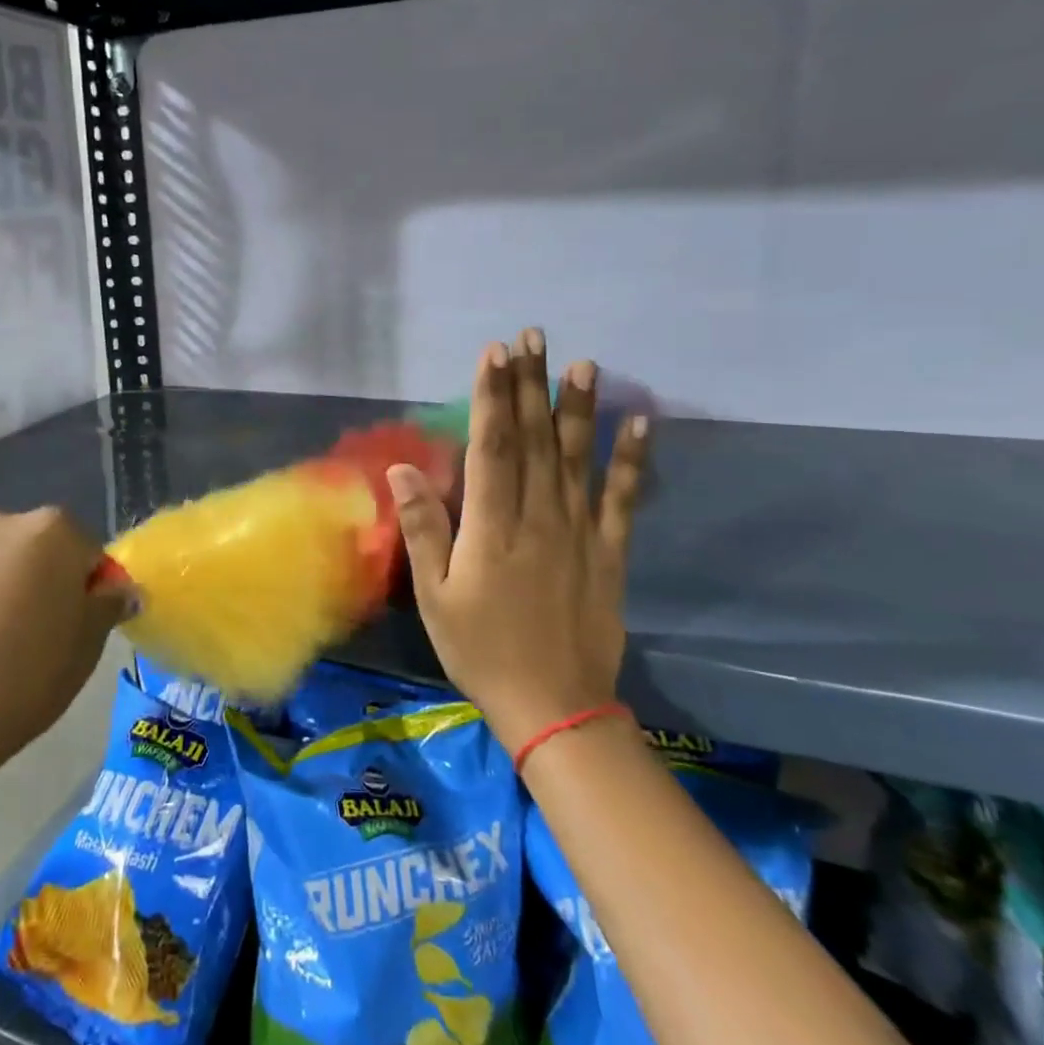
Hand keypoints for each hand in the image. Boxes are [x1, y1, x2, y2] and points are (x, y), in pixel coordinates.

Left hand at [0, 508, 125, 776]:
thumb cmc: (23, 677)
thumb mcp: (87, 648)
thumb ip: (107, 607)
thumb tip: (118, 589)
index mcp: (50, 532)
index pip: (86, 552)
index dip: (88, 591)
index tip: (79, 631)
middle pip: (31, 555)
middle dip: (36, 588)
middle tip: (34, 644)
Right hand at [387, 330, 650, 755]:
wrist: (554, 707)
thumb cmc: (480, 650)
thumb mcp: (434, 596)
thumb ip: (423, 529)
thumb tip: (403, 470)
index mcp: (492, 527)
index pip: (492, 447)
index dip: (492, 397)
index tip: (494, 354)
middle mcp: (539, 518)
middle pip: (535, 440)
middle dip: (531, 385)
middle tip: (533, 337)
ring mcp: (579, 533)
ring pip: (577, 458)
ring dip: (579, 408)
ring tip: (583, 364)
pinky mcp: (609, 552)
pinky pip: (622, 499)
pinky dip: (632, 461)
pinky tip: (640, 424)